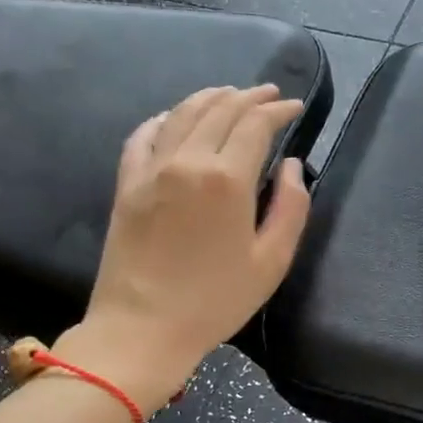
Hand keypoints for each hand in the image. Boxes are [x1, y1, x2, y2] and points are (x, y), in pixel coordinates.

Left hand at [58, 85, 309, 408]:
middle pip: (221, 110)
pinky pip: (144, 135)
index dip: (279, 110)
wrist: (142, 328)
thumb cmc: (216, 300)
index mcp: (228, 179)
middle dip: (250, 97)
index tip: (295, 107)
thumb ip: (291, 207)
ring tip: (230, 94)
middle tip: (270, 95)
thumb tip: (292, 166)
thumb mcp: (272, 261)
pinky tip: (175, 117)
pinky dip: (165, 118)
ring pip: (183, 113)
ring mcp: (152, 169)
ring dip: (211, 97)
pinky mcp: (127, 184)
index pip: (256, 124)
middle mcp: (188, 161)